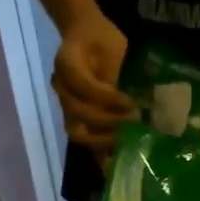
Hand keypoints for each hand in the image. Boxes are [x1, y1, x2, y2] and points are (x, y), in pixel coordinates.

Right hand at [53, 12, 132, 165]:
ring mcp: (66, 105)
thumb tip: (137, 102)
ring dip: (103, 140)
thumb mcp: (112, 45)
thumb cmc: (101, 39)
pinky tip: (114, 165)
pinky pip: (84, 140)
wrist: (84, 35)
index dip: (107, 98)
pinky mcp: (75, 118)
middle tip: (132, 122)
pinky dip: (98, 154)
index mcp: (67, 64)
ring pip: (77, 131)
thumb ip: (116, 71)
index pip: (84, 86)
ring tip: (126, 141)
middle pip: (77, 113)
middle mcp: (61, 88)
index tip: (129, 102)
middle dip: (107, 121)